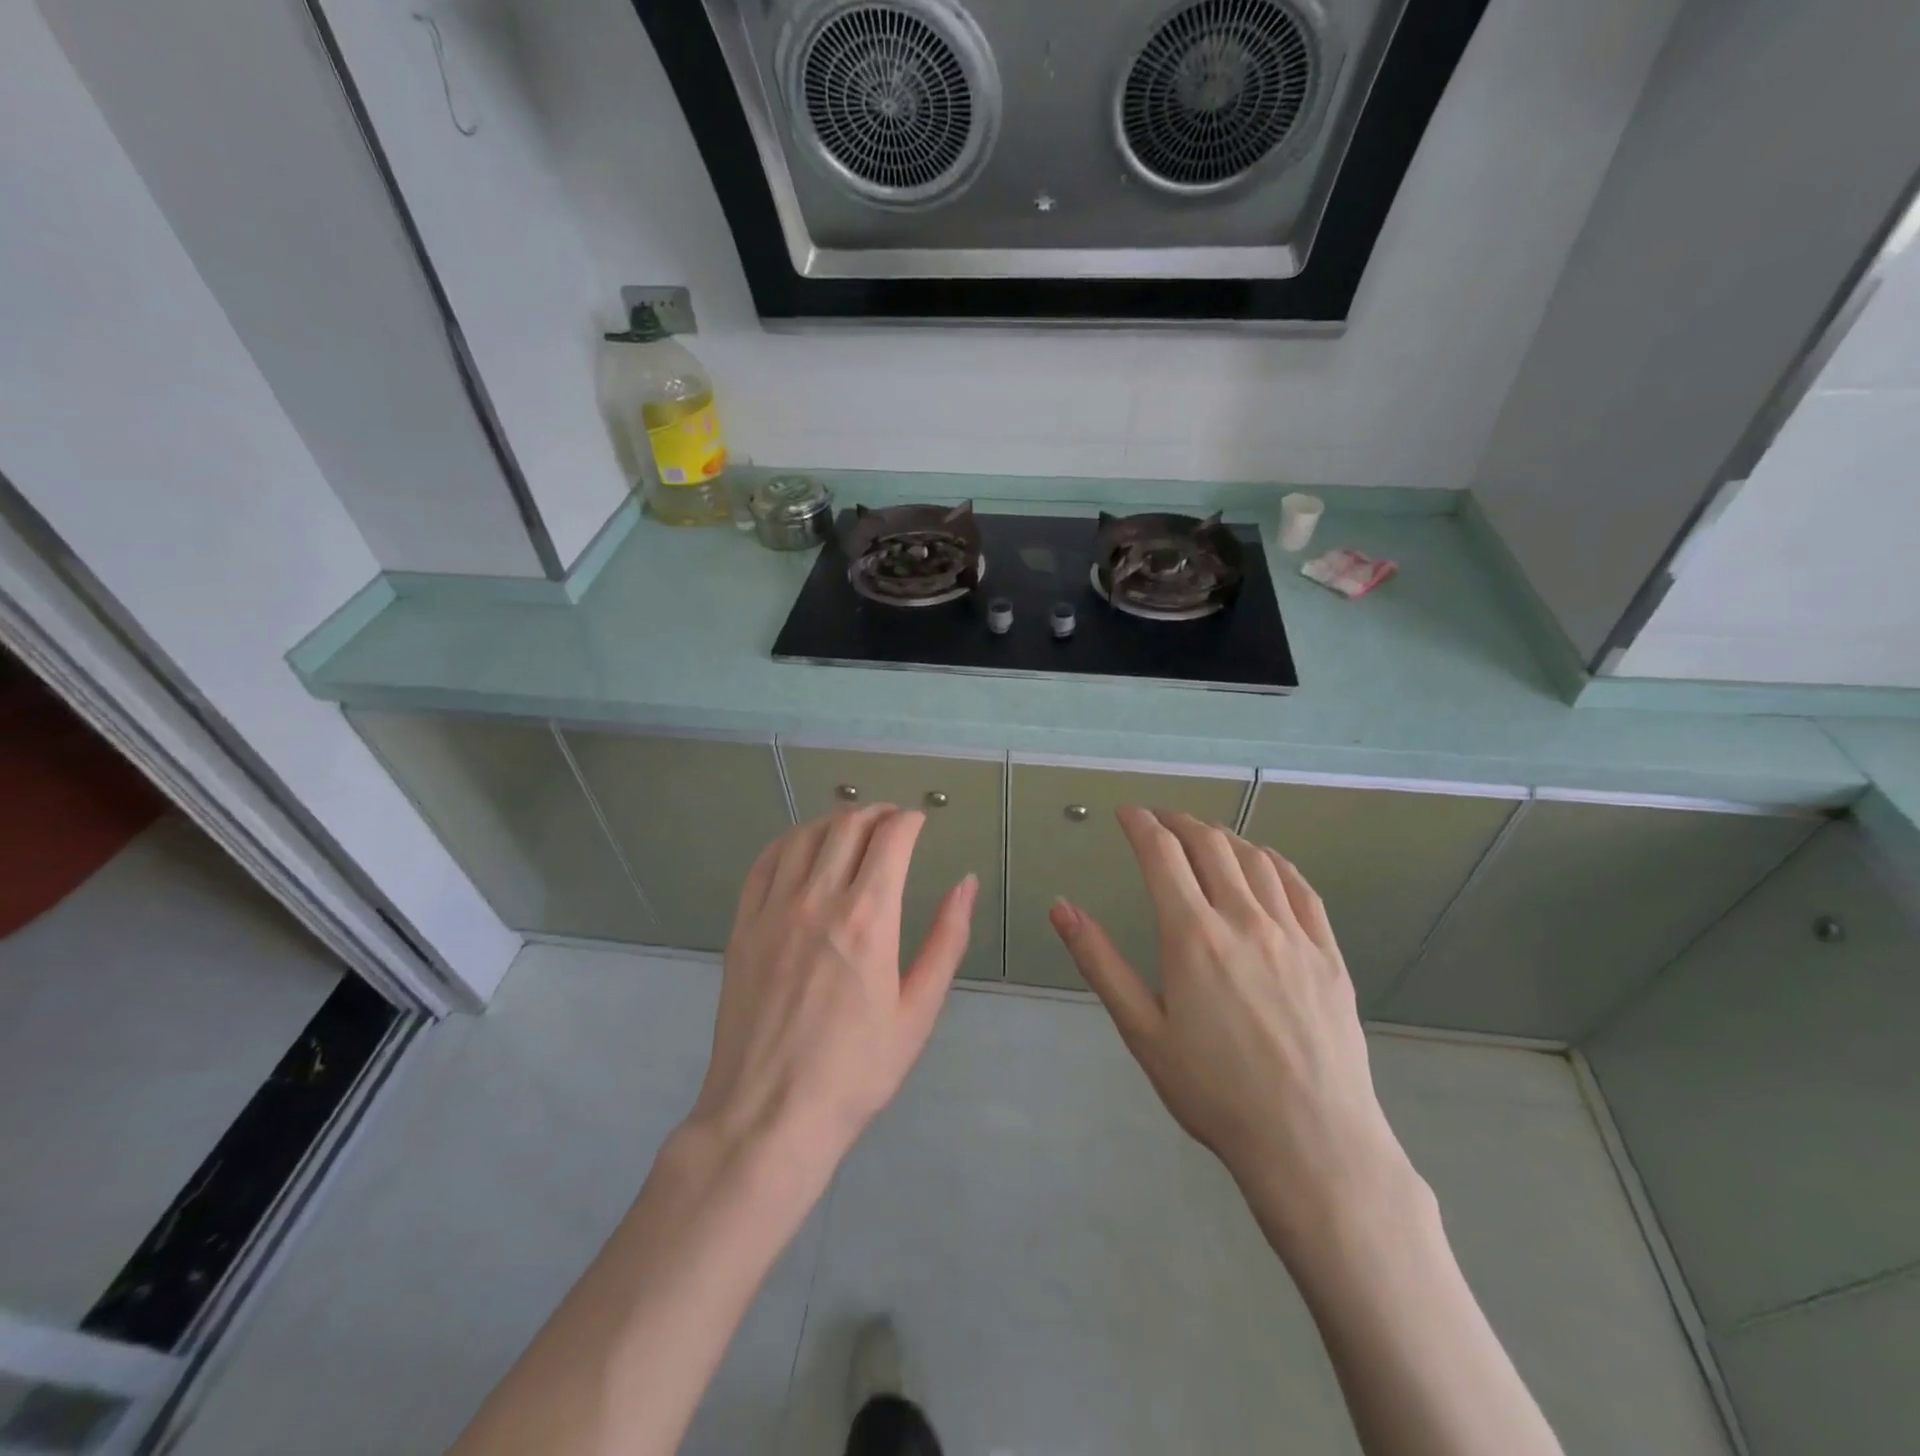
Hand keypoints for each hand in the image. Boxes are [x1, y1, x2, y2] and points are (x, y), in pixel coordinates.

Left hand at [690, 806, 977, 1178]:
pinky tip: (799, 848)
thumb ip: (946, 939)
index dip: (909, 820)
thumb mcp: (918, 1010)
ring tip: (851, 829)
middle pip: (847, 827)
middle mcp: (818, 900)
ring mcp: (773, 911)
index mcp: (869, 918)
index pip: (891, 838)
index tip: (919, 822)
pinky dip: (787, 842)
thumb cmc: (856, 1070)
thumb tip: (966, 883)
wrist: (769, 1116)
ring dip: (833, 822)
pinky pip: (763, 864)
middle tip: (892, 822)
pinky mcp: (742, 927)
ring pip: (804, 836)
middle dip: (876, 813)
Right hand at [1049, 807, 1411, 1253]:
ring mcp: (1292, 933)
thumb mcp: (1141, 1031)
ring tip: (1204, 835)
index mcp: (1192, 935)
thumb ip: (1099, 961)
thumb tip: (1060, 906)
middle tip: (1159, 820)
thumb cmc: (1213, 1092)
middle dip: (1178, 822)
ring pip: (1255, 859)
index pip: (1162, 854)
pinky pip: (1300, 888)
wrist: (1312, 1143)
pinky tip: (1264, 861)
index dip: (1141, 824)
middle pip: (1209, 844)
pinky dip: (1274, 861)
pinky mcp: (1328, 954)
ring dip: (1223, 835)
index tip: (1126, 813)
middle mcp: (1243, 919)